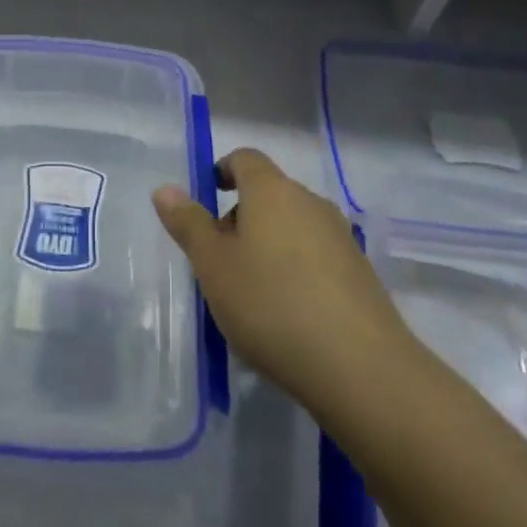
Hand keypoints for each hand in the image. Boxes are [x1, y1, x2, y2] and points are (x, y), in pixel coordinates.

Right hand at [153, 148, 413, 421]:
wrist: (361, 367)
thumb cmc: (271, 305)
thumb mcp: (214, 267)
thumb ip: (189, 224)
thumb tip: (165, 189)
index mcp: (272, 191)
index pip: (245, 159)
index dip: (221, 171)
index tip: (206, 200)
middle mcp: (310, 202)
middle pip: (268, 194)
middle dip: (240, 218)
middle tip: (219, 262)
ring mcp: (340, 236)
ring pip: (292, 227)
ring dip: (267, 247)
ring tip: (250, 295)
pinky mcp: (359, 272)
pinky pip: (315, 256)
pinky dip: (295, 271)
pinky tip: (287, 316)